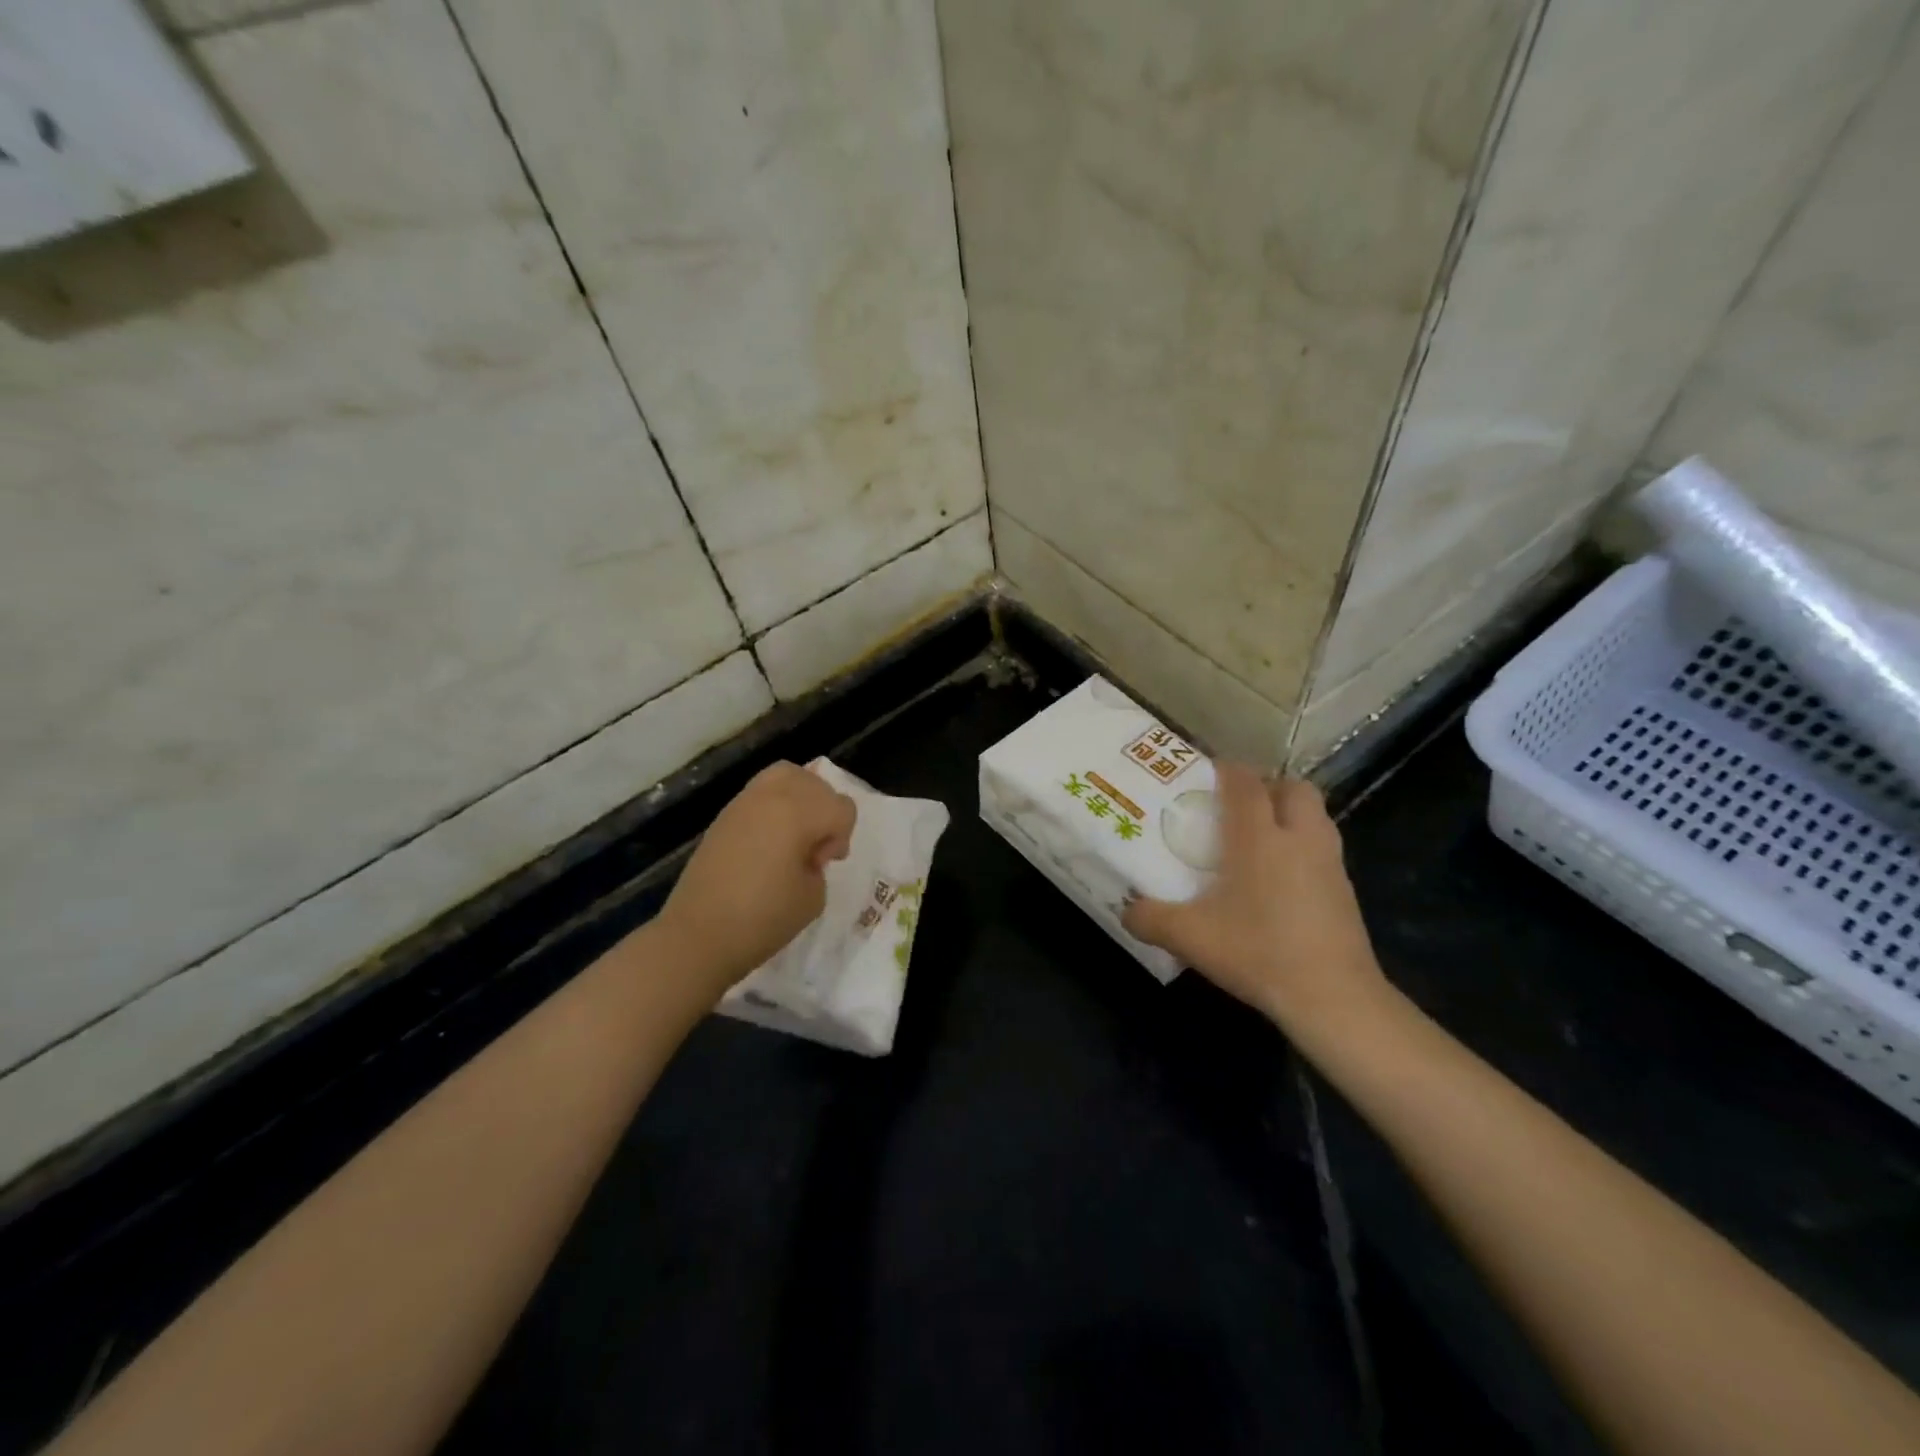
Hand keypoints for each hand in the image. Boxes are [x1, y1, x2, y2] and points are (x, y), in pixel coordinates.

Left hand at [655, 761, 856, 1001]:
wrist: (698, 936)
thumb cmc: (762, 919)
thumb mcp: (813, 897)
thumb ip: (819, 863)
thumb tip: (805, 852)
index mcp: (798, 812)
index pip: (841, 807)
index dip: (841, 836)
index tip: (823, 864)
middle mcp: (772, 796)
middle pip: (815, 783)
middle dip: (824, 812)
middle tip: (813, 849)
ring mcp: (744, 802)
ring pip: (786, 775)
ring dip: (800, 799)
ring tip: (794, 834)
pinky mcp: (724, 815)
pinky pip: (761, 792)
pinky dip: (775, 806)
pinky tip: (769, 841)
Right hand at [1122, 765, 1388, 1040]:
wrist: (1333, 996)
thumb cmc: (1258, 952)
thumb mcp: (1190, 937)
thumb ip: (1150, 918)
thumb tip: (1126, 910)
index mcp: (1259, 837)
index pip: (1246, 782)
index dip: (1227, 769)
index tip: (1206, 772)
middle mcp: (1299, 838)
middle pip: (1293, 788)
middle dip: (1268, 786)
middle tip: (1238, 806)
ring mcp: (1329, 863)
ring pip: (1316, 816)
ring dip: (1290, 814)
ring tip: (1259, 839)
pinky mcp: (1346, 890)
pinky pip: (1323, 849)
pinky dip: (1302, 848)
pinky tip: (1279, 880)